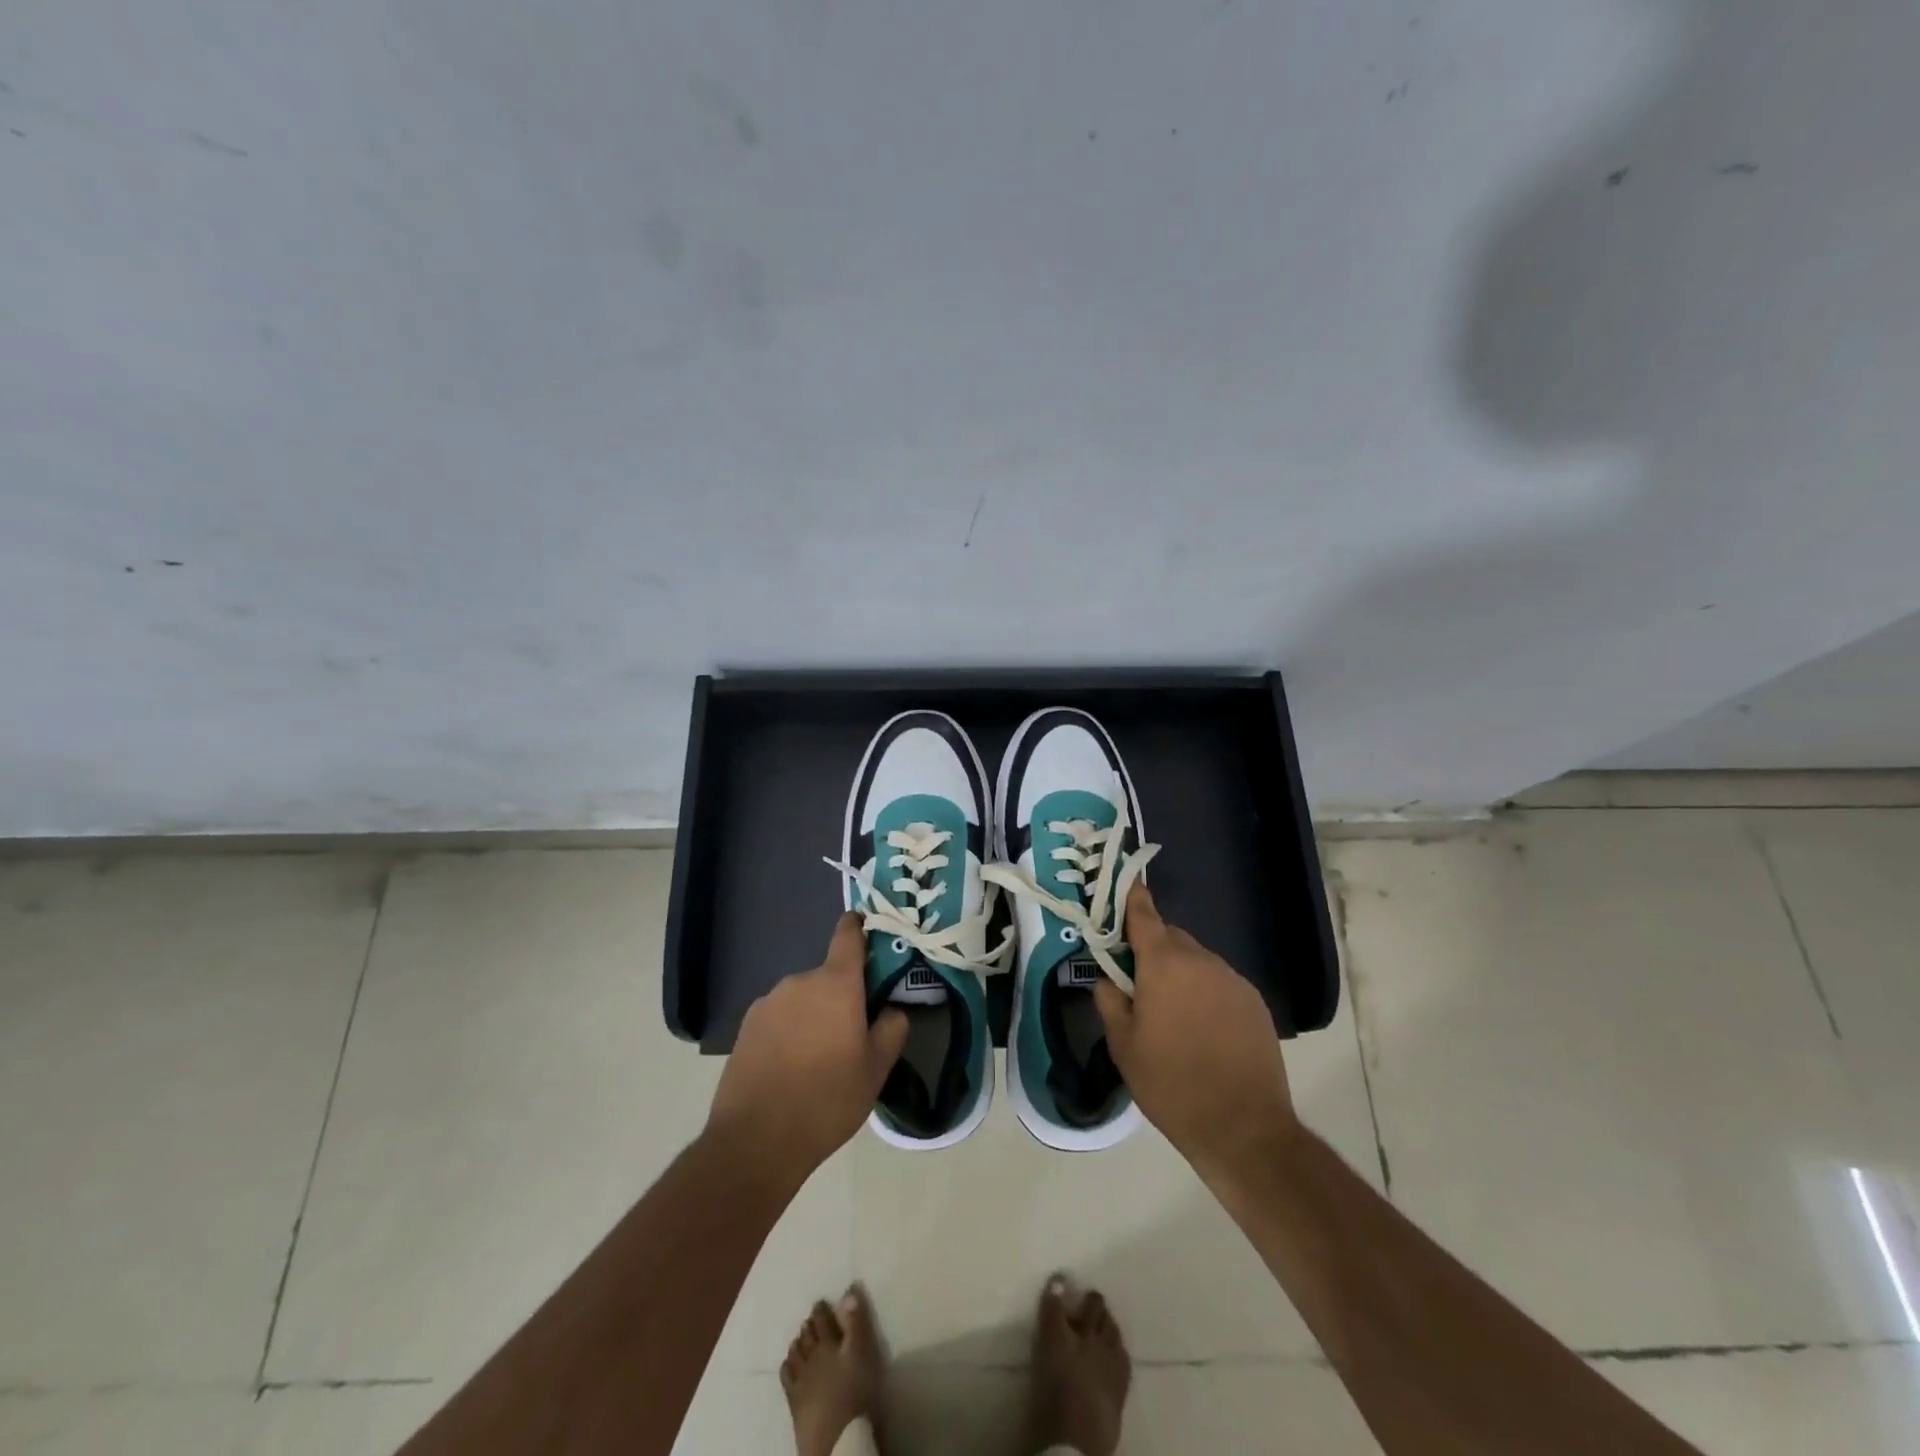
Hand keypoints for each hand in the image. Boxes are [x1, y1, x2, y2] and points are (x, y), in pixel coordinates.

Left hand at [706, 913, 908, 1186]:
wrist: (755, 1141)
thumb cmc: (827, 1100)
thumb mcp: (876, 1070)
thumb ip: (892, 1029)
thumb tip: (891, 1009)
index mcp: (836, 984)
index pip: (848, 936)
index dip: (859, 927)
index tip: (867, 928)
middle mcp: (800, 981)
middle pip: (828, 977)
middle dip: (842, 996)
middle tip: (852, 1033)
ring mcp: (768, 1002)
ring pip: (803, 999)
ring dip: (814, 1015)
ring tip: (818, 1059)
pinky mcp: (745, 1026)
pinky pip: (779, 1017)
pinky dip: (789, 1031)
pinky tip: (790, 1068)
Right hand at [1095, 882, 1299, 1180]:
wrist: (1243, 1128)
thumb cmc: (1171, 1083)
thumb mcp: (1122, 1045)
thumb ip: (1109, 999)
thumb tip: (1108, 978)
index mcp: (1164, 963)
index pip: (1143, 913)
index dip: (1130, 897)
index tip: (1121, 884)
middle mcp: (1201, 960)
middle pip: (1170, 936)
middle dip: (1151, 949)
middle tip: (1136, 981)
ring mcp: (1232, 979)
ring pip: (1196, 960)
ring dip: (1179, 972)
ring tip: (1171, 1013)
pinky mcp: (1253, 1001)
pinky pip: (1219, 981)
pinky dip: (1204, 991)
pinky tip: (1201, 1028)